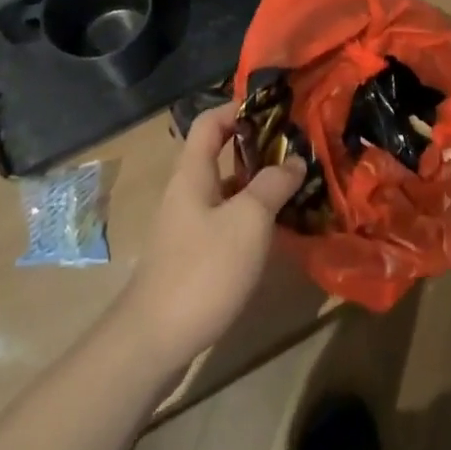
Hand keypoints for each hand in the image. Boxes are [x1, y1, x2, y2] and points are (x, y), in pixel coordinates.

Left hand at [117, 104, 305, 372]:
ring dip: (258, 184)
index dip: (239, 108)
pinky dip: (250, 216)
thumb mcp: (248, 221)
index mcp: (193, 172)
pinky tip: (276, 230)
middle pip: (220, 153)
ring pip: (226, 189)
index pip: (210, 121)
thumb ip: (273, 185)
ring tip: (297, 188)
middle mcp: (187, 191)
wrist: (153, 341)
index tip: (276, 111)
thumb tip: (294, 160)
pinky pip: (225, 219)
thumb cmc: (203, 269)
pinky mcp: (192, 254)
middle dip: (258, 148)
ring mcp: (187, 225)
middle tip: (297, 151)